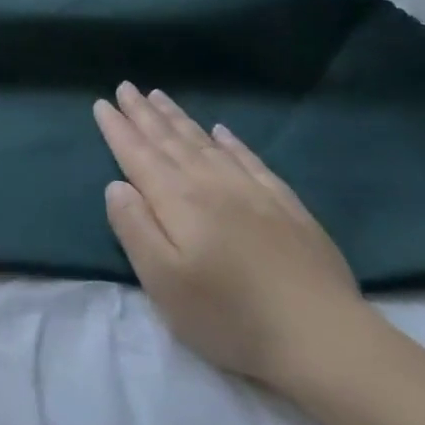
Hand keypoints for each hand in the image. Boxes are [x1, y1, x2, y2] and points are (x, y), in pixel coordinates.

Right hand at [95, 83, 368, 391]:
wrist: (324, 337)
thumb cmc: (230, 315)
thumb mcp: (163, 281)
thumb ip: (134, 227)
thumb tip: (116, 185)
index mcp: (177, 200)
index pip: (138, 154)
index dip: (118, 129)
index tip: (101, 103)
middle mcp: (210, 183)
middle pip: (169, 140)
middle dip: (143, 113)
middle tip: (126, 86)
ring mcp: (252, 191)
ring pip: (205, 142)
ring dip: (178, 118)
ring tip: (159, 96)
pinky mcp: (286, 205)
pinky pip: (249, 159)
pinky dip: (230, 141)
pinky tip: (222, 131)